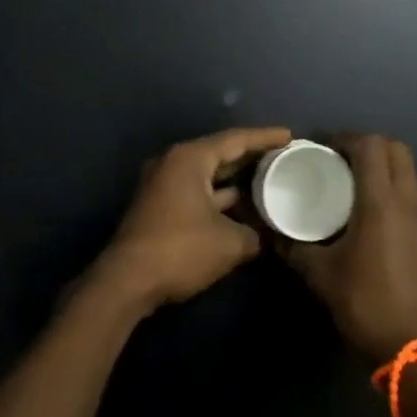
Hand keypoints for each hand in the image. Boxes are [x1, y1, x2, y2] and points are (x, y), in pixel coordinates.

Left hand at [94, 126, 291, 310]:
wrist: (127, 281)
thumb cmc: (180, 250)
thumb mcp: (229, 243)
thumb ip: (255, 234)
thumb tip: (267, 236)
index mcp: (190, 159)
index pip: (235, 140)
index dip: (265, 137)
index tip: (290, 136)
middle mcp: (174, 163)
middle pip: (220, 154)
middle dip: (252, 158)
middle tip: (283, 157)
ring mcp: (163, 184)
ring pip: (208, 176)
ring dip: (236, 181)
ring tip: (270, 181)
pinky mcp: (159, 206)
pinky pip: (197, 192)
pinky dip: (220, 198)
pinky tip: (244, 209)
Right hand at [282, 134, 416, 363]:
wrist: (416, 352)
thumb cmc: (365, 304)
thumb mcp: (320, 274)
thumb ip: (295, 247)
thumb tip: (274, 233)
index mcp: (382, 203)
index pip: (371, 145)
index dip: (345, 138)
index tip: (320, 147)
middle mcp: (408, 203)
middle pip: (396, 150)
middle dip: (367, 145)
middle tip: (337, 159)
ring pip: (407, 174)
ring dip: (381, 168)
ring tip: (349, 185)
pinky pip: (410, 198)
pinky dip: (390, 192)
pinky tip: (367, 218)